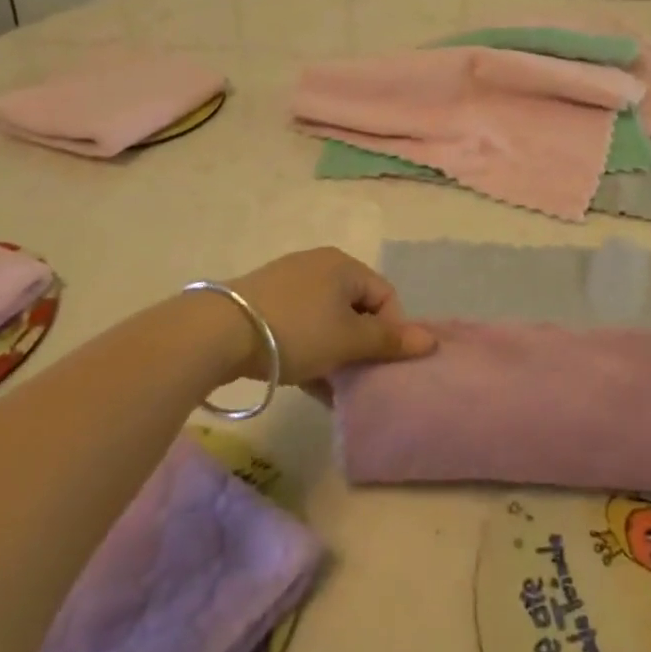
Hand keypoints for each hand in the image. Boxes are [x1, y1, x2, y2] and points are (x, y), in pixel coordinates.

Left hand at [226, 247, 435, 386]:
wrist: (219, 331)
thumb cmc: (296, 330)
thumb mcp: (347, 340)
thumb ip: (388, 341)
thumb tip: (430, 340)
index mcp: (345, 265)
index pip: (386, 295)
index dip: (391, 331)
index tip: (379, 364)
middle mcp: (320, 265)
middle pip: (356, 307)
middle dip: (361, 345)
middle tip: (356, 377)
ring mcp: (289, 281)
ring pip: (327, 319)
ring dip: (335, 352)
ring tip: (330, 386)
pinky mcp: (264, 300)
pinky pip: (301, 324)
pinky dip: (310, 349)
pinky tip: (305, 380)